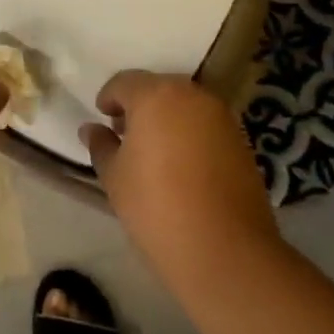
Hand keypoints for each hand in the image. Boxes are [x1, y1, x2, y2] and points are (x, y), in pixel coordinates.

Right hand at [80, 71, 275, 275]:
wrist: (225, 251)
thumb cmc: (156, 207)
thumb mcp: (114, 177)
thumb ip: (101, 145)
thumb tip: (91, 129)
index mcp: (156, 95)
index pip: (125, 82)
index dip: (109, 98)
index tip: (103, 118)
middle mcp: (192, 95)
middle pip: (158, 88)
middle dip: (140, 105)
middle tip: (125, 134)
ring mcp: (222, 117)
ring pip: (185, 105)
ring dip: (167, 118)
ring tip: (153, 152)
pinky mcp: (242, 141)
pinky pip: (206, 125)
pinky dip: (190, 134)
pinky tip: (181, 165)